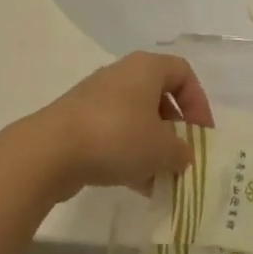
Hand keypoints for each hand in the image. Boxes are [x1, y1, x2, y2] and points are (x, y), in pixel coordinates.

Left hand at [33, 52, 214, 199]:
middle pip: (159, 97)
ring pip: (136, 119)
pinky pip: (114, 134)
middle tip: (182, 156)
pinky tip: (137, 186)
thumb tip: (183, 155)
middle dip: (174, 129)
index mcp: (146, 68)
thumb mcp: (162, 149)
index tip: (202, 134)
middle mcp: (123, 74)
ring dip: (152, 147)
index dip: (198, 102)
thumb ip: (181, 152)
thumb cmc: (117, 136)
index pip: (183, 73)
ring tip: (161, 178)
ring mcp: (97, 98)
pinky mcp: (79, 121)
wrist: (50, 151)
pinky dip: (129, 155)